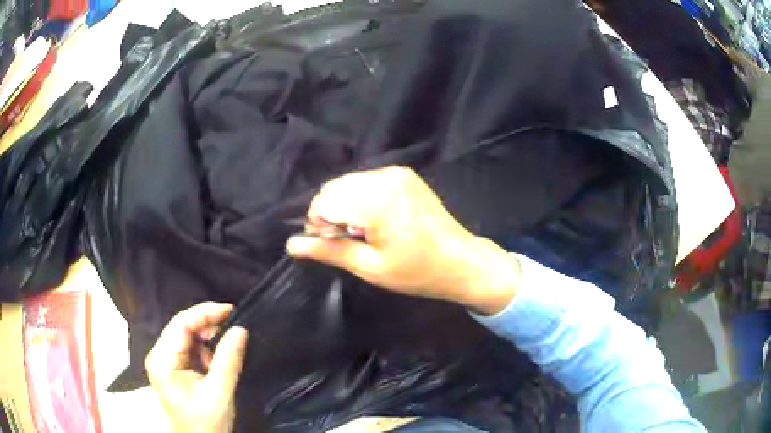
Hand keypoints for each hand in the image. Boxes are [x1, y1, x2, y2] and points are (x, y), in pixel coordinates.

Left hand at [146, 302, 247, 432]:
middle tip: (233, 331)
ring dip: (208, 341)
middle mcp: (159, 356)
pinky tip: (215, 363)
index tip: (231, 311)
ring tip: (225, 354)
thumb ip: (229, 360)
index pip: (180, 324)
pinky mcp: (172, 368)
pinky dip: (205, 351)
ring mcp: (164, 362)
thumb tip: (240, 329)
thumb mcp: (219, 393)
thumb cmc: (207, 423)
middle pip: (182, 328)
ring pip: (187, 337)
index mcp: (162, 361)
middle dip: (208, 327)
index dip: (205, 313)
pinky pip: (189, 349)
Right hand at [286, 166, 519, 313]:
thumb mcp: (369, 267)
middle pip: (333, 188)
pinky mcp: (404, 174)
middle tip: (349, 241)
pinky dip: (360, 198)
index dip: (320, 225)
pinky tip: (375, 220)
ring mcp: (396, 172)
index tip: (334, 245)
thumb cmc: (417, 272)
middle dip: (330, 214)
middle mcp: (385, 177)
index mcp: (378, 200)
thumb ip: (328, 251)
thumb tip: (291, 245)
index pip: (324, 201)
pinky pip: (366, 181)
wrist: (461, 261)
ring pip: (348, 183)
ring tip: (363, 232)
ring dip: (344, 206)